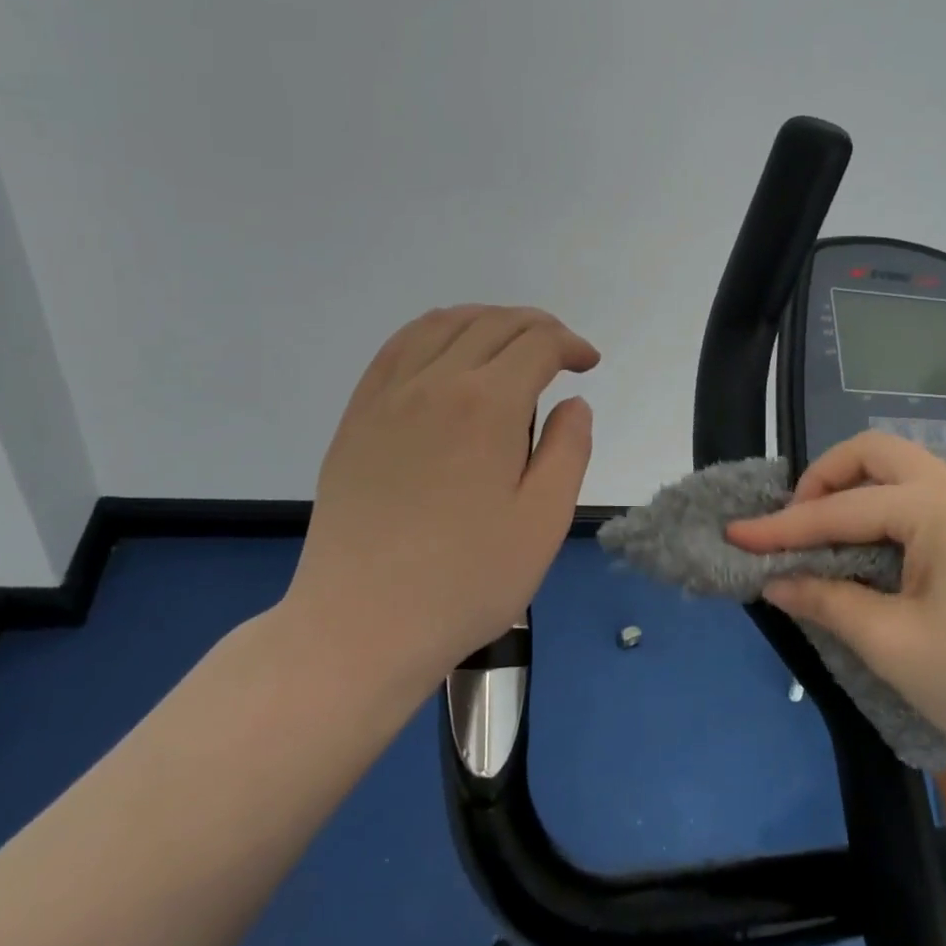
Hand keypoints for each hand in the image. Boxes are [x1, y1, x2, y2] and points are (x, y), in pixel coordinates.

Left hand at [282, 305, 598, 691]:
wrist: (360, 625)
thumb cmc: (465, 581)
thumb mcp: (543, 522)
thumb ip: (568, 450)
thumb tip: (573, 403)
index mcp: (486, 405)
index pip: (537, 344)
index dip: (570, 344)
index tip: (588, 365)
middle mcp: (435, 382)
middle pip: (494, 324)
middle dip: (537, 327)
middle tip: (560, 352)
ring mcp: (388, 396)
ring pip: (443, 324)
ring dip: (487, 320)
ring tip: (510, 343)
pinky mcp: (357, 416)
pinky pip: (397, 348)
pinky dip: (434, 331)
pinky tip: (447, 351)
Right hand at [726, 431, 945, 778]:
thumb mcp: (893, 645)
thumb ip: (827, 601)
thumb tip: (777, 581)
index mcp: (938, 505)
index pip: (840, 509)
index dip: (782, 527)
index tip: (736, 534)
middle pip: (876, 454)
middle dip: (825, 479)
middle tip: (794, 523)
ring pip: (906, 472)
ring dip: (858, 492)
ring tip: (826, 536)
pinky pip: (929, 499)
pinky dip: (889, 511)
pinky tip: (875, 550)